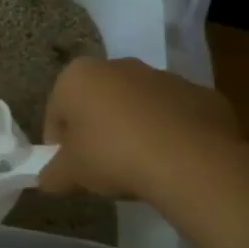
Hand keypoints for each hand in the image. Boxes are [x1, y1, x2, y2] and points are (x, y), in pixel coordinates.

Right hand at [37, 57, 241, 202]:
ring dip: (135, 128)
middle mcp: (118, 66)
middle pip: (98, 101)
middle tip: (102, 165)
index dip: (59, 142)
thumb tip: (47, 181)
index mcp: (78, 76)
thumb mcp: (72, 174)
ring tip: (141, 165)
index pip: (56, 110)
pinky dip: (171, 133)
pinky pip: (176, 115)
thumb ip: (53, 174)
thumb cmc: (114, 156)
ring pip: (138, 105)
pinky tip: (173, 161)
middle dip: (97, 128)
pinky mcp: (201, 95)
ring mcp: (163, 77)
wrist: (193, 162)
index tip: (69, 167)